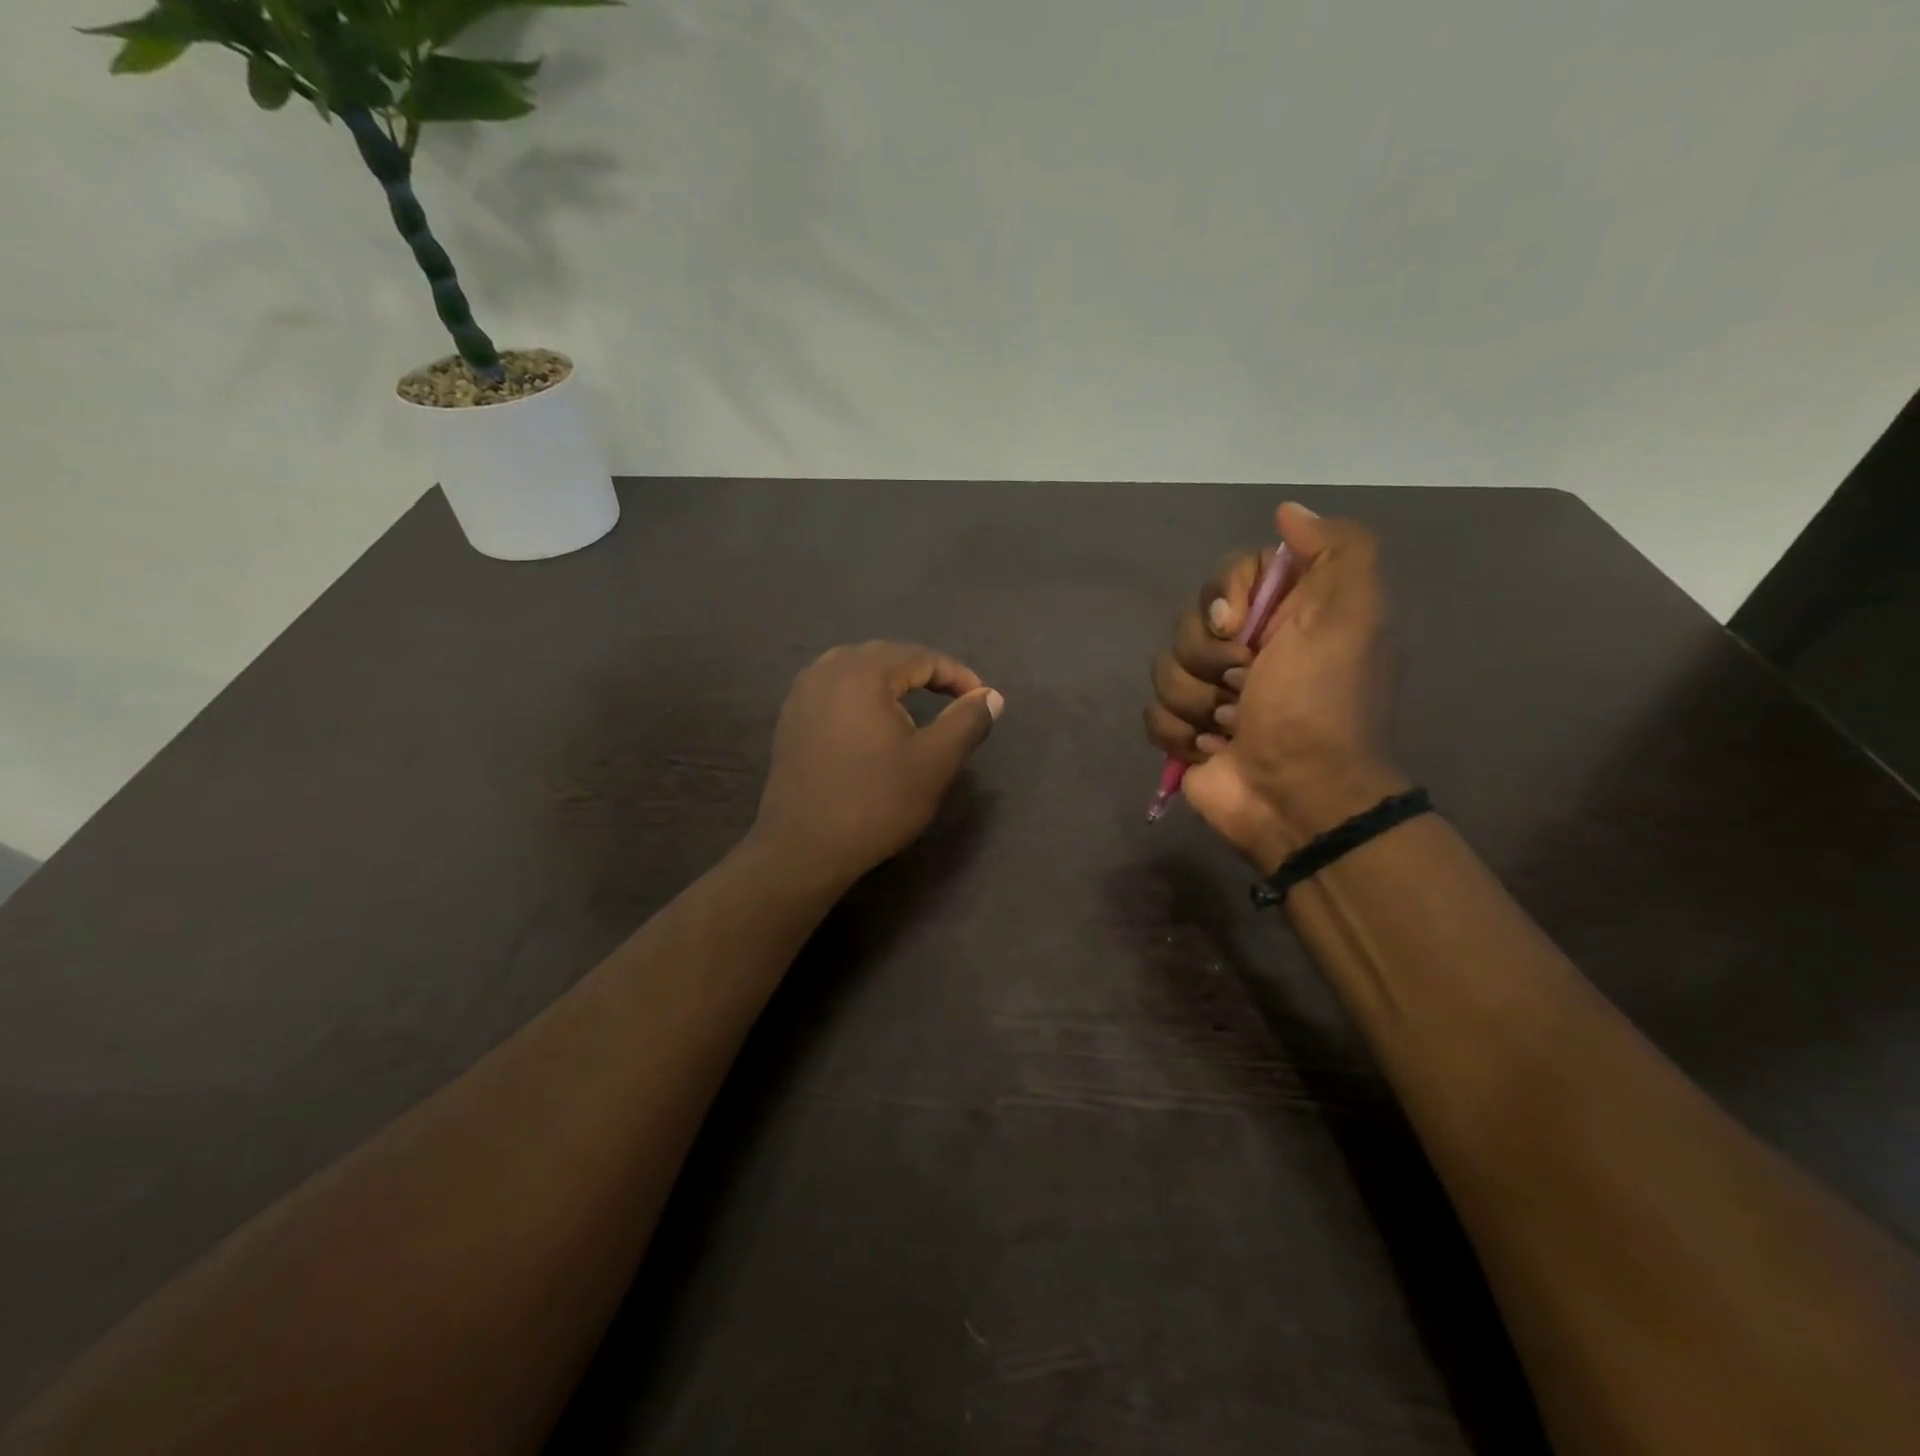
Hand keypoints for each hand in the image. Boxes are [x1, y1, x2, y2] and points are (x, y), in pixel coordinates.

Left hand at [754, 641, 1003, 885]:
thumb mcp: (935, 762)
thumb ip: (967, 721)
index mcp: (862, 672)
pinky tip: (872, 722)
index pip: (920, 657)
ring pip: (855, 670)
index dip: (956, 675)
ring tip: (915, 706)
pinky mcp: (790, 720)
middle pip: (886, 657)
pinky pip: (834, 690)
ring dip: (890, 682)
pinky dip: (861, 697)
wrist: (805, 849)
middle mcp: (826, 671)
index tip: (981, 699)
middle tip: (953, 699)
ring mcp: (802, 694)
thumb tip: (992, 696)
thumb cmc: (876, 802)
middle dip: (923, 673)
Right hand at [1145, 503, 1407, 871]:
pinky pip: (1153, 713)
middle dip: (1208, 657)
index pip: (1228, 575)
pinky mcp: (1186, 732)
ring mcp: (1212, 693)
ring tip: (1230, 728)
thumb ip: (1338, 550)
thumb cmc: (1320, 705)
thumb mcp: (1352, 616)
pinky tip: (1210, 750)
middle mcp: (1247, 649)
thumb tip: (1287, 512)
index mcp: (1286, 616)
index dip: (1225, 597)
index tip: (1242, 627)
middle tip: (1243, 685)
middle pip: (1188, 622)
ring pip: (1164, 668)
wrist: (1298, 797)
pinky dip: (1179, 734)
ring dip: (1196, 701)